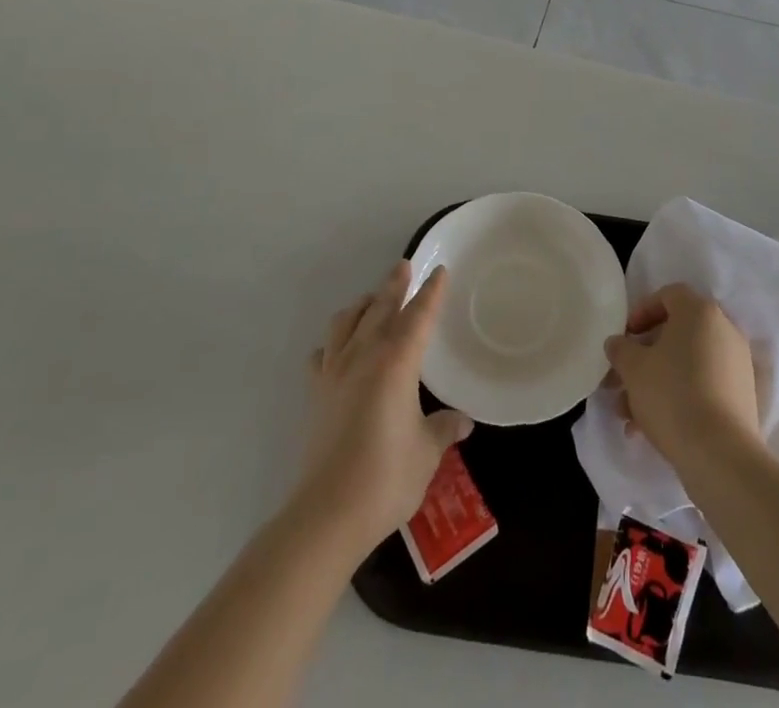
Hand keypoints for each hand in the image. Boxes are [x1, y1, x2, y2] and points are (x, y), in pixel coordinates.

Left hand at [296, 260, 473, 554]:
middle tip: (403, 265)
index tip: (439, 271)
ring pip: (346, 323)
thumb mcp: (427, 452)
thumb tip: (462, 421)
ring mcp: (335, 374)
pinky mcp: (316, 395)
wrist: (327, 514)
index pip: (419, 316)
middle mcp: (364, 356)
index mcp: (397, 362)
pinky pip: (323, 355)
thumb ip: (443, 429)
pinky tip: (336, 350)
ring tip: (371, 301)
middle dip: (394, 286)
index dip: (431, 292)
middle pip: (380, 308)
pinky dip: (332, 344)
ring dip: (361, 306)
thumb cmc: (386, 477)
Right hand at [604, 284, 759, 472]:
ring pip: (686, 364)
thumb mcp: (633, 368)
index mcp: (700, 312)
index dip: (642, 311)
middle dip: (644, 356)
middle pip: (676, 333)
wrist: (720, 455)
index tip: (624, 336)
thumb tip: (618, 343)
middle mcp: (724, 330)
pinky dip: (678, 397)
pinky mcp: (742, 397)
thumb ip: (620, 349)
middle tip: (620, 379)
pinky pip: (703, 386)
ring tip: (628, 414)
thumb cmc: (671, 395)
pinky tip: (650, 428)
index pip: (669, 295)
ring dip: (655, 382)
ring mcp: (737, 365)